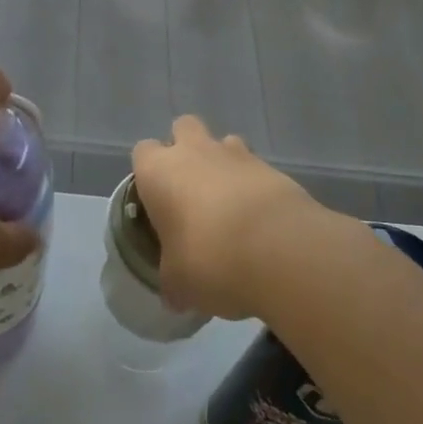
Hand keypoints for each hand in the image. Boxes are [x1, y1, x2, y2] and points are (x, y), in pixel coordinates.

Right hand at [131, 115, 338, 320]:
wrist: (280, 250)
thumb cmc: (210, 259)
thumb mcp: (179, 283)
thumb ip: (172, 281)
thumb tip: (174, 296)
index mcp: (159, 171)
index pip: (142, 152)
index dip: (148, 173)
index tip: (156, 200)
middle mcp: (194, 151)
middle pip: (183, 127)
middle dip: (186, 148)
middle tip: (191, 190)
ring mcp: (237, 155)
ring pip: (223, 142)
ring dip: (224, 164)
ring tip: (231, 204)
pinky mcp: (273, 168)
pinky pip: (256, 168)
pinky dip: (255, 186)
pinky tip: (260, 220)